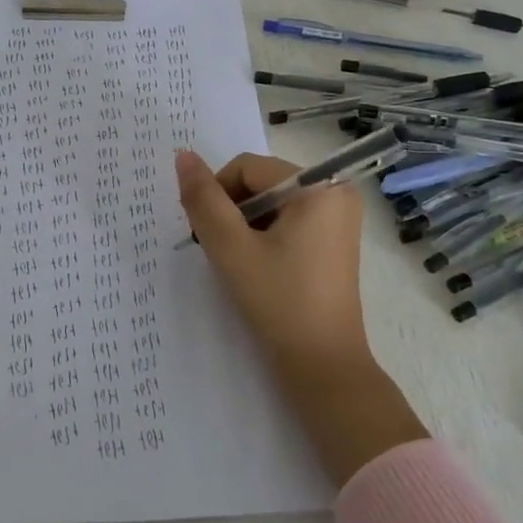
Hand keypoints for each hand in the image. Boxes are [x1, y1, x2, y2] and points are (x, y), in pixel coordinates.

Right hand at [176, 149, 426, 485]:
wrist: (323, 366)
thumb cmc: (278, 302)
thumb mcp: (231, 248)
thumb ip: (203, 200)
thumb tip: (183, 156)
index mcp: (319, 186)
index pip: (247, 168)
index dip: (217, 194)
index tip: (204, 234)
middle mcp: (336, 192)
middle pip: (261, 182)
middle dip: (232, 211)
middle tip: (219, 251)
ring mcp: (339, 218)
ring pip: (271, 202)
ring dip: (245, 225)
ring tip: (238, 263)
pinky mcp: (334, 240)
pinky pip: (289, 220)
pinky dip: (265, 236)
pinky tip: (258, 268)